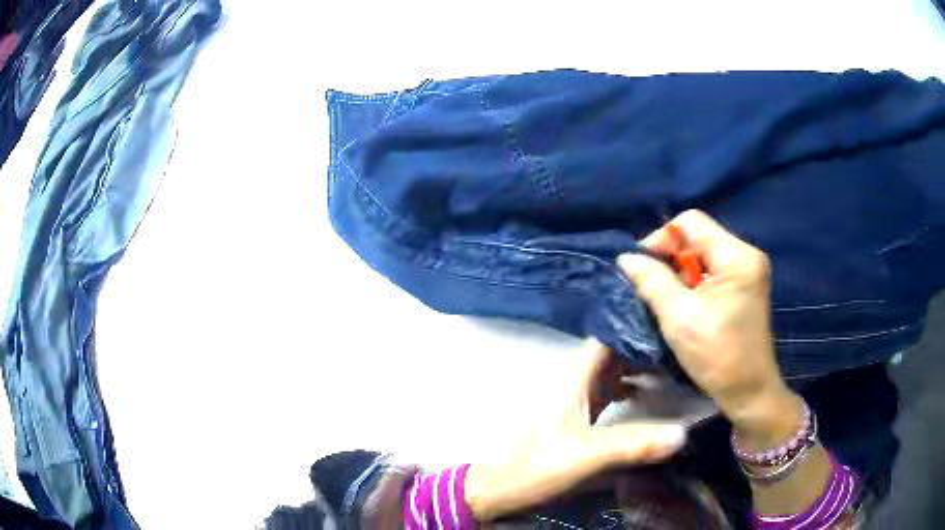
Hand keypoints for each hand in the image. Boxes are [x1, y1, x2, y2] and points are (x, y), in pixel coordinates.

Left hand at [464, 340, 685, 519]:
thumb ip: (632, 445)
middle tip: (676, 347)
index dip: (632, 329)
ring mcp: (573, 399)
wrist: (505, 488)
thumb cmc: (539, 467)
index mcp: (572, 380)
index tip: (665, 326)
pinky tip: (642, 395)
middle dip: (640, 347)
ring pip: (609, 372)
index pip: (605, 340)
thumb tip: (681, 434)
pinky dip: (625, 387)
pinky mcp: (575, 415)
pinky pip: (605, 391)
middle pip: (610, 353)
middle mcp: (573, 383)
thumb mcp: (587, 455)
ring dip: (634, 368)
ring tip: (667, 366)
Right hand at [618, 210, 800, 445]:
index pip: (690, 222)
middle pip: (697, 238)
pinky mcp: (744, 287)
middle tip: (654, 291)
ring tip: (669, 303)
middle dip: (671, 261)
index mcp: (737, 256)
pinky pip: (711, 272)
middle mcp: (746, 255)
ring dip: (680, 275)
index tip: (643, 270)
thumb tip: (626, 257)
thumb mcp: (679, 317)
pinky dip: (693, 285)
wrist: (749, 392)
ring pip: (702, 256)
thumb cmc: (717, 356)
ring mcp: (748, 271)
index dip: (661, 240)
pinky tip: (686, 307)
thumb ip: (652, 281)